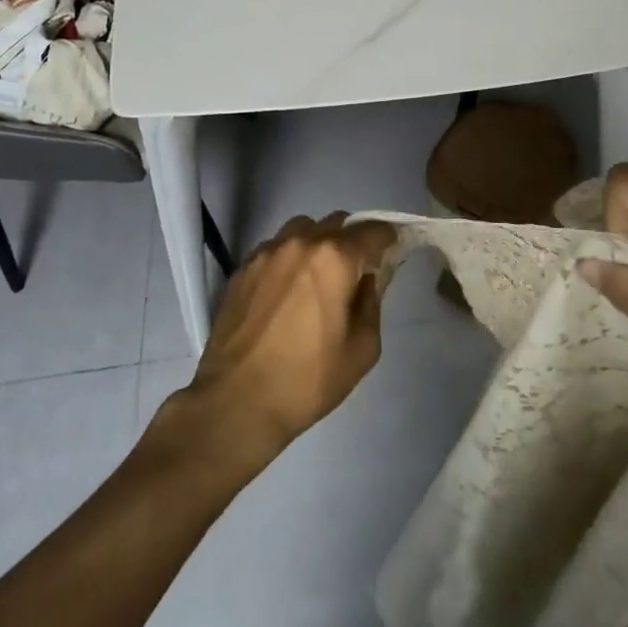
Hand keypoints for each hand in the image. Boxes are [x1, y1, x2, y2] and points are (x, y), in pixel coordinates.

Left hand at [177, 213, 392, 466]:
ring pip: (303, 229)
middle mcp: (301, 242)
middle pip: (338, 223)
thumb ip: (373, 301)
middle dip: (353, 241)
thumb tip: (370, 277)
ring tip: (317, 279)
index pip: (374, 230)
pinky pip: (276, 248)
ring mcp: (267, 251)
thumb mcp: (362, 348)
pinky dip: (290, 259)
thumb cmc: (307, 380)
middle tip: (355, 273)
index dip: (389, 240)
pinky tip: (286, 292)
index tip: (392, 255)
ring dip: (319, 244)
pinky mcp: (243, 268)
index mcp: (335, 258)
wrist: (235, 403)